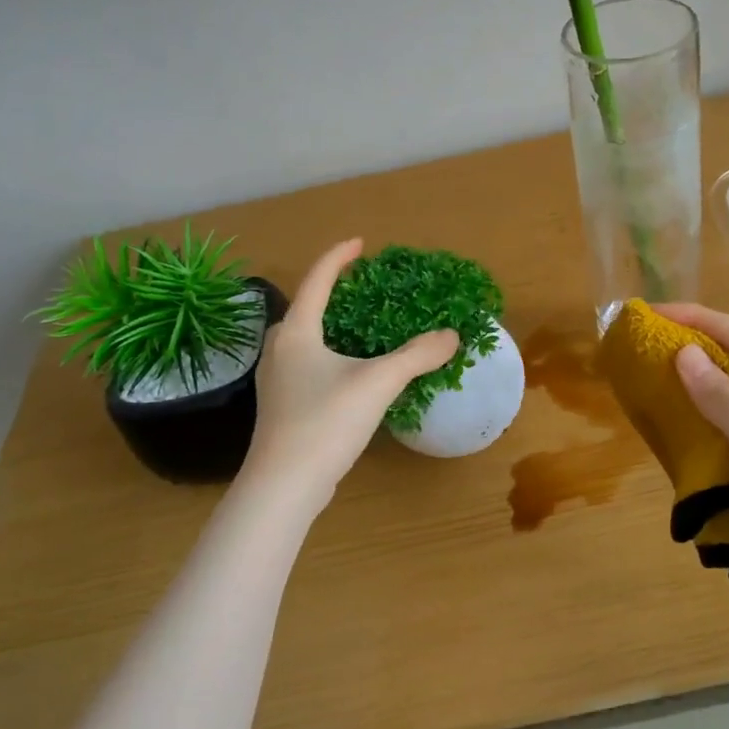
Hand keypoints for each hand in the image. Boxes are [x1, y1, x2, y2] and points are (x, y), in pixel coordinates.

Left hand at [244, 239, 457, 512]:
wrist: (283, 485)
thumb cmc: (325, 422)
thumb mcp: (378, 382)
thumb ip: (417, 355)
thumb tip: (452, 335)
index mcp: (296, 333)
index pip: (316, 281)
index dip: (339, 257)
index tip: (361, 243)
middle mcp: (279, 350)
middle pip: (305, 309)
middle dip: (333, 293)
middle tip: (364, 290)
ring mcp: (277, 381)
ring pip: (305, 340)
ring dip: (332, 328)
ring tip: (362, 328)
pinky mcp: (282, 407)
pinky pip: (308, 366)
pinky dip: (330, 356)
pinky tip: (351, 373)